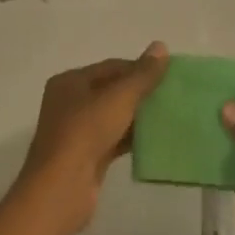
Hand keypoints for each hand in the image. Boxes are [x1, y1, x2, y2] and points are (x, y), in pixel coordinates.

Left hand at [9, 42, 169, 234]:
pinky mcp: (87, 156)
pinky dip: (132, 138)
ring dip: (139, 116)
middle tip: (172, 95)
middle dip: (141, 93)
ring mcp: (77, 132)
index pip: (111, 67)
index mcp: (70, 82)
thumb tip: (161, 46)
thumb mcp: (119, 98)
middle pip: (112, 91)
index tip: (168, 75)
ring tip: (170, 115)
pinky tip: (156, 139)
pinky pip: (114, 139)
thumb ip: (142, 74)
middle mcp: (70, 103)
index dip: (140, 68)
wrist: (62, 189)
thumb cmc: (86, 133)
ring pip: (114, 116)